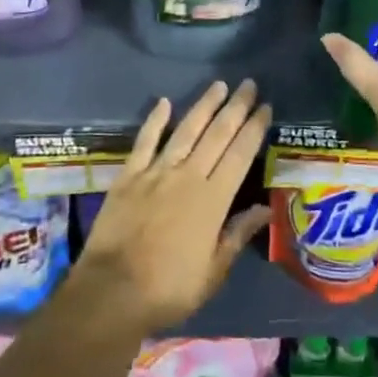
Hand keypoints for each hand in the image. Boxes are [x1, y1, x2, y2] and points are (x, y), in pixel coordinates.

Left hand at [71, 80, 272, 335]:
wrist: (112, 291)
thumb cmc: (169, 289)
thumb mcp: (213, 272)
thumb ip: (236, 235)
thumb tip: (264, 209)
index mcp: (213, 200)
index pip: (240, 154)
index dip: (254, 129)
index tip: (266, 107)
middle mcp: (187, 176)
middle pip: (216, 134)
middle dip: (235, 108)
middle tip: (249, 85)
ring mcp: (155, 172)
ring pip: (185, 130)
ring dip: (204, 106)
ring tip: (219, 85)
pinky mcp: (128, 176)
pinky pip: (144, 141)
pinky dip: (155, 120)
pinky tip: (164, 102)